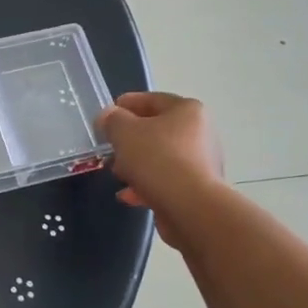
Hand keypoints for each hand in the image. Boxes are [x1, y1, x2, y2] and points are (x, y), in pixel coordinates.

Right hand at [97, 92, 222, 242]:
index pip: (152, 100)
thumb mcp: (123, 132)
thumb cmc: (157, 159)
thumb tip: (108, 117)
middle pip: (157, 130)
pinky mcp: (197, 189)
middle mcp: (200, 133)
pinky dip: (147, 185)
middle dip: (130, 139)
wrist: (190, 207)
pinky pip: (166, 180)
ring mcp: (201, 163)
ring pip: (160, 157)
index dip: (126, 104)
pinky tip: (128, 196)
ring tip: (117, 173)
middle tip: (109, 147)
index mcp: (187, 111)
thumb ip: (112, 120)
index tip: (106, 114)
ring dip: (137, 164)